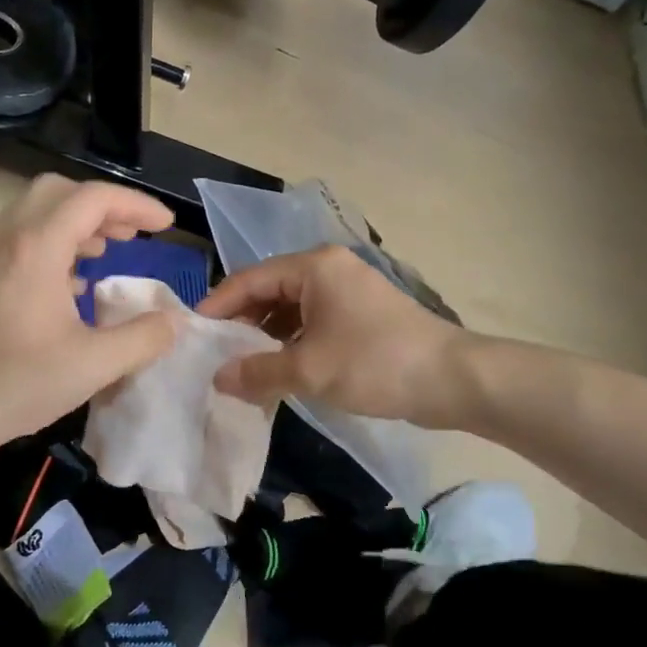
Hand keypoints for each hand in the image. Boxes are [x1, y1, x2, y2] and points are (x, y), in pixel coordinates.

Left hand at [0, 176, 180, 449]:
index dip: (136, 204)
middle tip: (133, 233)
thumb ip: (143, 339)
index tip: (166, 225)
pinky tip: (75, 284)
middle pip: (60, 191)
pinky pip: (23, 239)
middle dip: (103, 205)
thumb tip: (173, 322)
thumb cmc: (19, 383)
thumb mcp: (94, 364)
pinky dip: (56, 243)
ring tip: (110, 250)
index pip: (93, 198)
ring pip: (37, 212)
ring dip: (78, 222)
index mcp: (38, 247)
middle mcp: (10, 239)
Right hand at [196, 246, 466, 427]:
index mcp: (314, 267)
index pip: (248, 280)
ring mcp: (347, 292)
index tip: (193, 335)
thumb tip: (218, 379)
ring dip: (266, 338)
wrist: (453, 380)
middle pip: (268, 292)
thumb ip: (257, 372)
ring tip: (242, 369)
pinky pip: (312, 323)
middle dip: (241, 325)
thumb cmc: (375, 363)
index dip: (217, 307)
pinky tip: (278, 372)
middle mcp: (328, 270)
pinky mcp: (361, 315)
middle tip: (215, 357)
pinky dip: (292, 344)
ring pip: (290, 310)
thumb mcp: (308, 370)